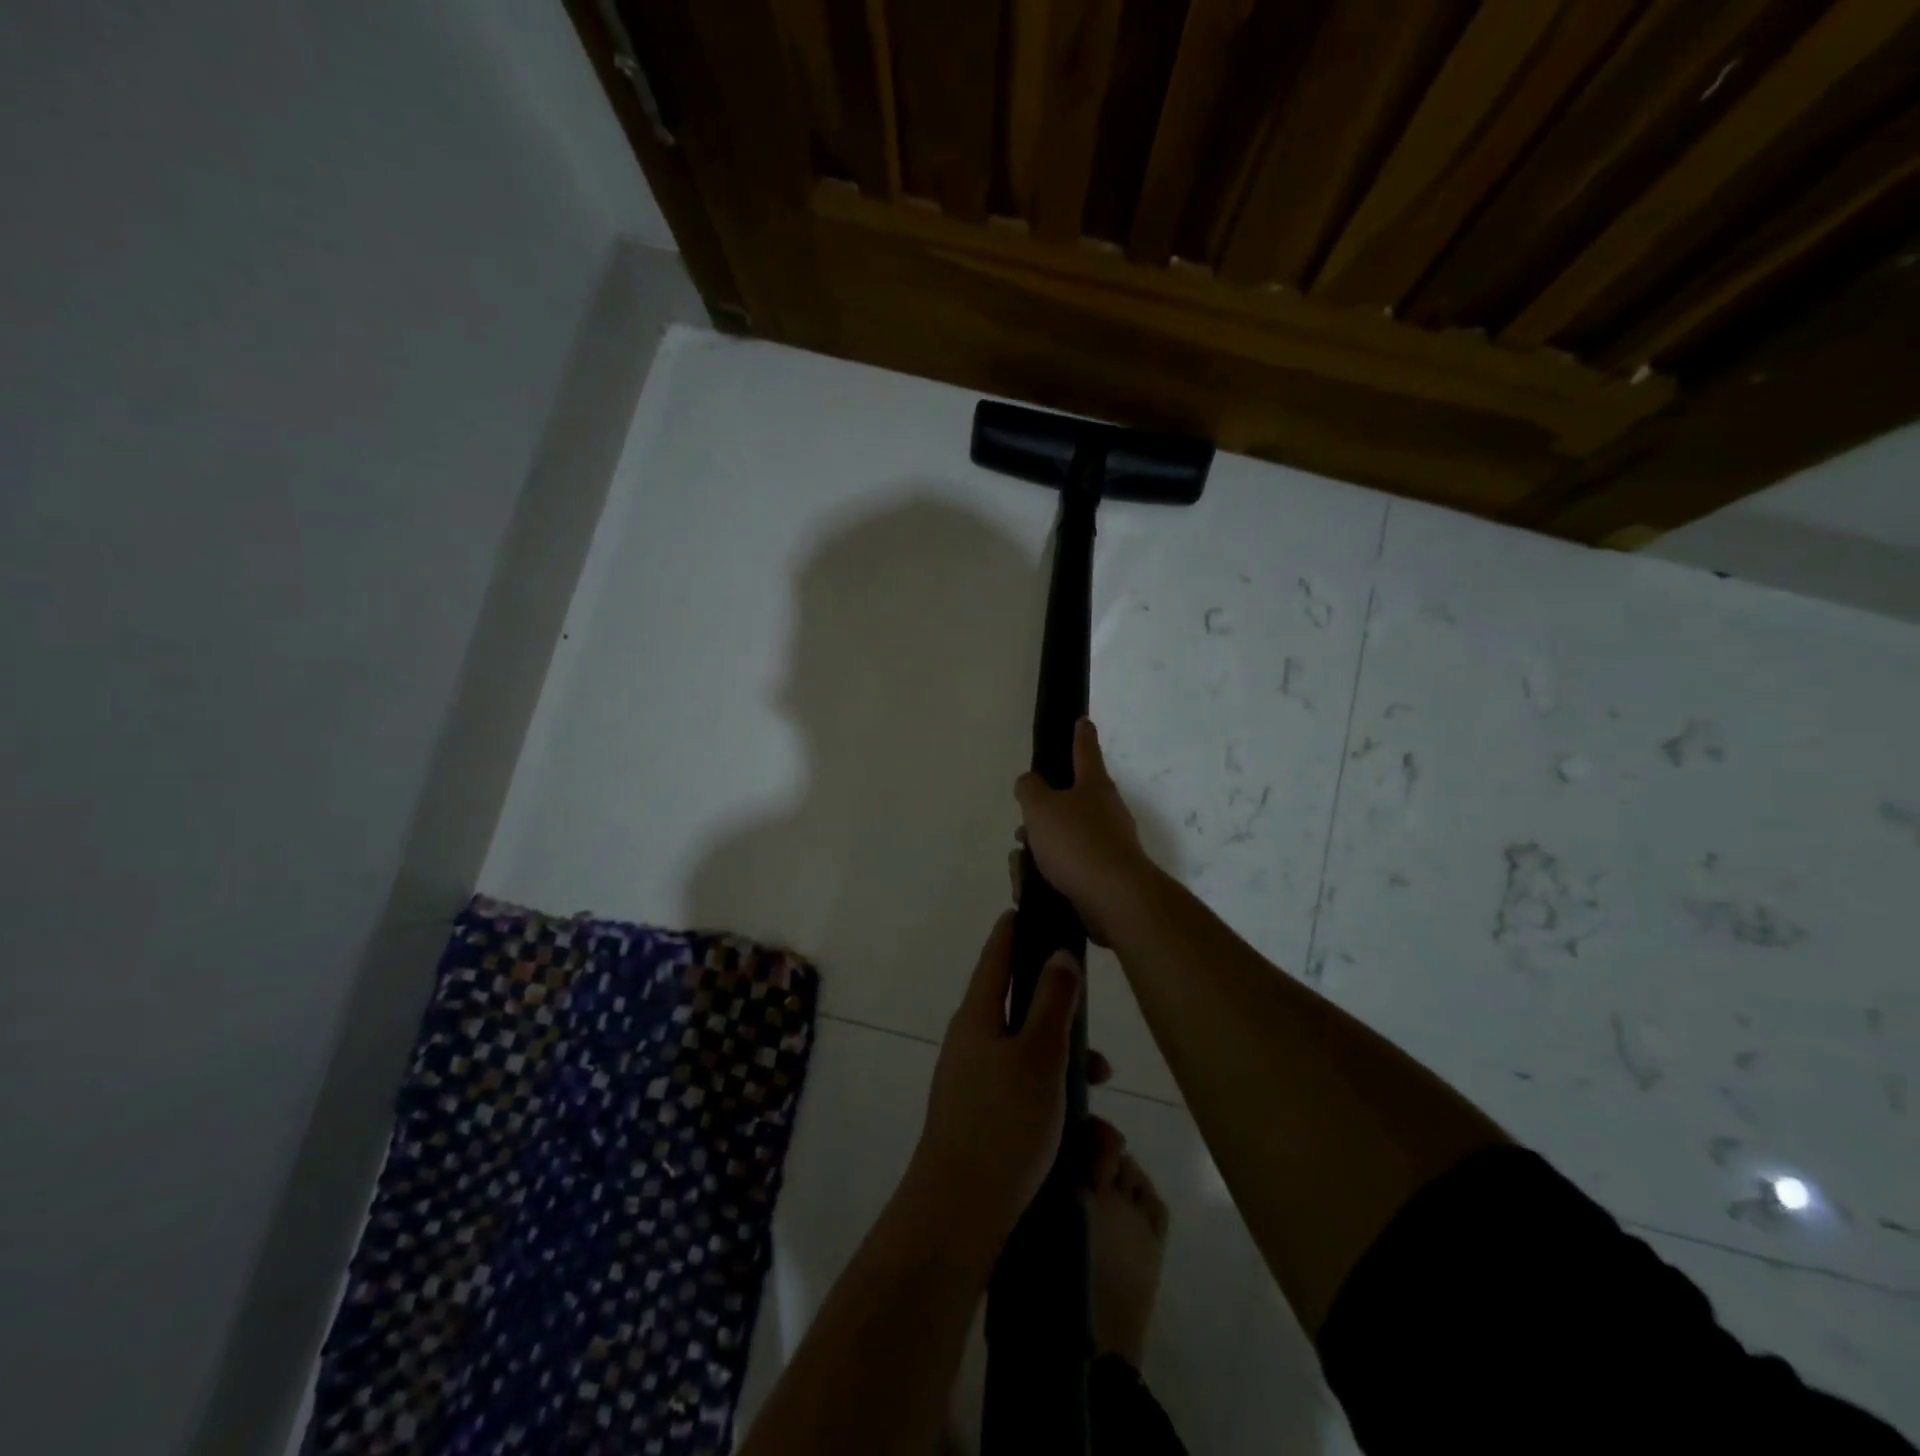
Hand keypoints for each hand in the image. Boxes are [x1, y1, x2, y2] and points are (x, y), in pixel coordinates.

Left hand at [911, 912, 1085, 1253]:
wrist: (958, 1216)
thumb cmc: (1003, 1124)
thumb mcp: (1038, 1056)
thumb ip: (1052, 1002)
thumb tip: (1058, 954)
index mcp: (978, 1017)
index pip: (996, 957)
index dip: (1014, 930)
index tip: (1030, 909)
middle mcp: (973, 1044)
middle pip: (1023, 1017)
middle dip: (1067, 1034)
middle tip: (1101, 1061)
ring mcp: (975, 1086)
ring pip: (1034, 1069)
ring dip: (1072, 1091)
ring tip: (1105, 1133)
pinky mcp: (985, 1125)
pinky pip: (1029, 1106)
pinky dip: (1059, 1120)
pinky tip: (1089, 1158)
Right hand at [1014, 718, 1153, 944]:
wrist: (1114, 898)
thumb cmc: (1076, 842)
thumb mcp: (1041, 807)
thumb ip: (1030, 789)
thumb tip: (1030, 782)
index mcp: (1094, 785)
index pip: (1085, 751)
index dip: (1080, 736)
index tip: (1083, 721)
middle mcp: (1107, 810)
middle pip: (1072, 800)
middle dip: (1044, 811)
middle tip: (1024, 823)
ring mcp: (1110, 844)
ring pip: (1067, 836)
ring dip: (1042, 845)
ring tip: (1021, 861)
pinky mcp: (1105, 875)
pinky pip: (1070, 866)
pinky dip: (1050, 871)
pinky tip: (1032, 884)